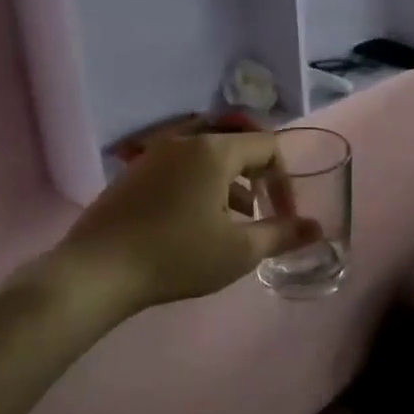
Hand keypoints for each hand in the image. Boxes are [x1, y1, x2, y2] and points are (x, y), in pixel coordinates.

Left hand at [40, 133, 318, 312]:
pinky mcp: (133, 173)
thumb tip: (317, 229)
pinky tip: (193, 224)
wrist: (95, 273)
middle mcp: (185, 140)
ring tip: (231, 224)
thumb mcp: (239, 251)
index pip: (268, 146)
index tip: (284, 216)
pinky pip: (180, 167)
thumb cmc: (176, 256)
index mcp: (215, 150)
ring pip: (207, 157)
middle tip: (260, 216)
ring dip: (229, 184)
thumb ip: (283, 234)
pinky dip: (199, 186)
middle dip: (257, 180)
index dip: (284, 181)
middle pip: (237, 147)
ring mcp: (154, 154)